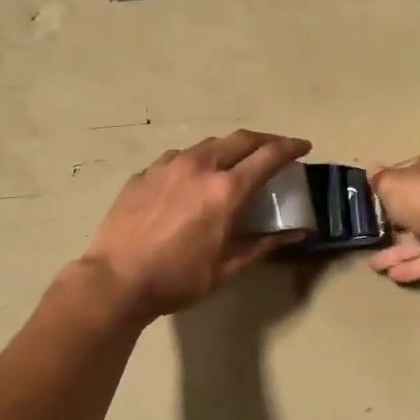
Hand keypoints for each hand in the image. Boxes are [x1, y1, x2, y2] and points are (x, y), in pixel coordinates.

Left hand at [81, 131, 311, 320]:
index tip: (303, 147)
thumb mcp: (227, 268)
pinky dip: (196, 161)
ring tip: (233, 164)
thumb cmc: (178, 279)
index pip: (268, 156)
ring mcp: (167, 166)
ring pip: (207, 145)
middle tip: (275, 150)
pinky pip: (178, 158)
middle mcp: (199, 166)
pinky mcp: (144, 174)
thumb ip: (264, 244)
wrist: (116, 280)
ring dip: (228, 149)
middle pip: (240, 139)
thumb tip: (297, 233)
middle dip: (263, 141)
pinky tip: (192, 179)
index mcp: (226, 189)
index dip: (290, 148)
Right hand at [368, 147, 419, 284]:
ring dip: (401, 252)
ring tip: (377, 266)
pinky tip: (395, 275)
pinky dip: (417, 265)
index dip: (393, 187)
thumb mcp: (392, 184)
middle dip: (396, 227)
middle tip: (374, 239)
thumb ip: (380, 180)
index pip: (414, 171)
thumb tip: (372, 170)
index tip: (376, 203)